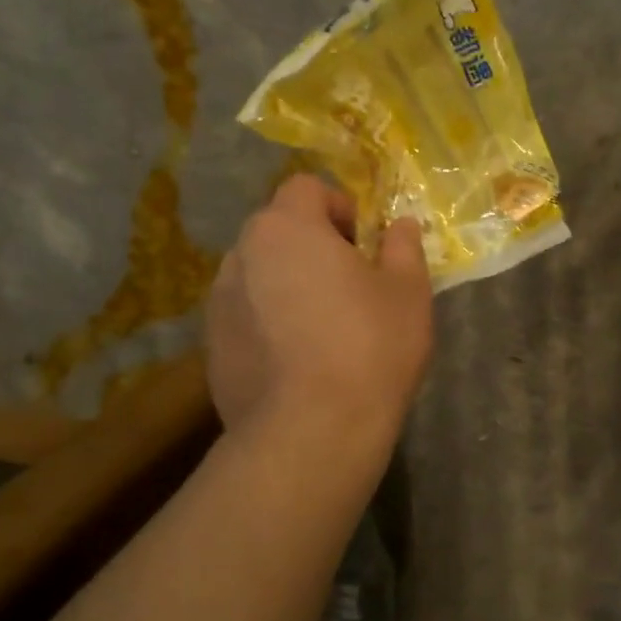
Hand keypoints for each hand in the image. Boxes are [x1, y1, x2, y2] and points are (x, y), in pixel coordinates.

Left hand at [206, 176, 432, 439]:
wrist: (312, 432)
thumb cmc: (370, 348)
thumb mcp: (408, 292)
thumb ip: (403, 248)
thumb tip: (400, 225)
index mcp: (286, 228)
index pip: (306, 189)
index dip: (339, 208)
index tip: (364, 246)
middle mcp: (241, 255)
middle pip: (279, 233)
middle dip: (312, 248)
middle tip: (348, 289)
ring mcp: (218, 304)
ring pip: (259, 277)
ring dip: (287, 286)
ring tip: (320, 330)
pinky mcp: (212, 349)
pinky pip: (246, 319)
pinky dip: (268, 326)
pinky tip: (296, 364)